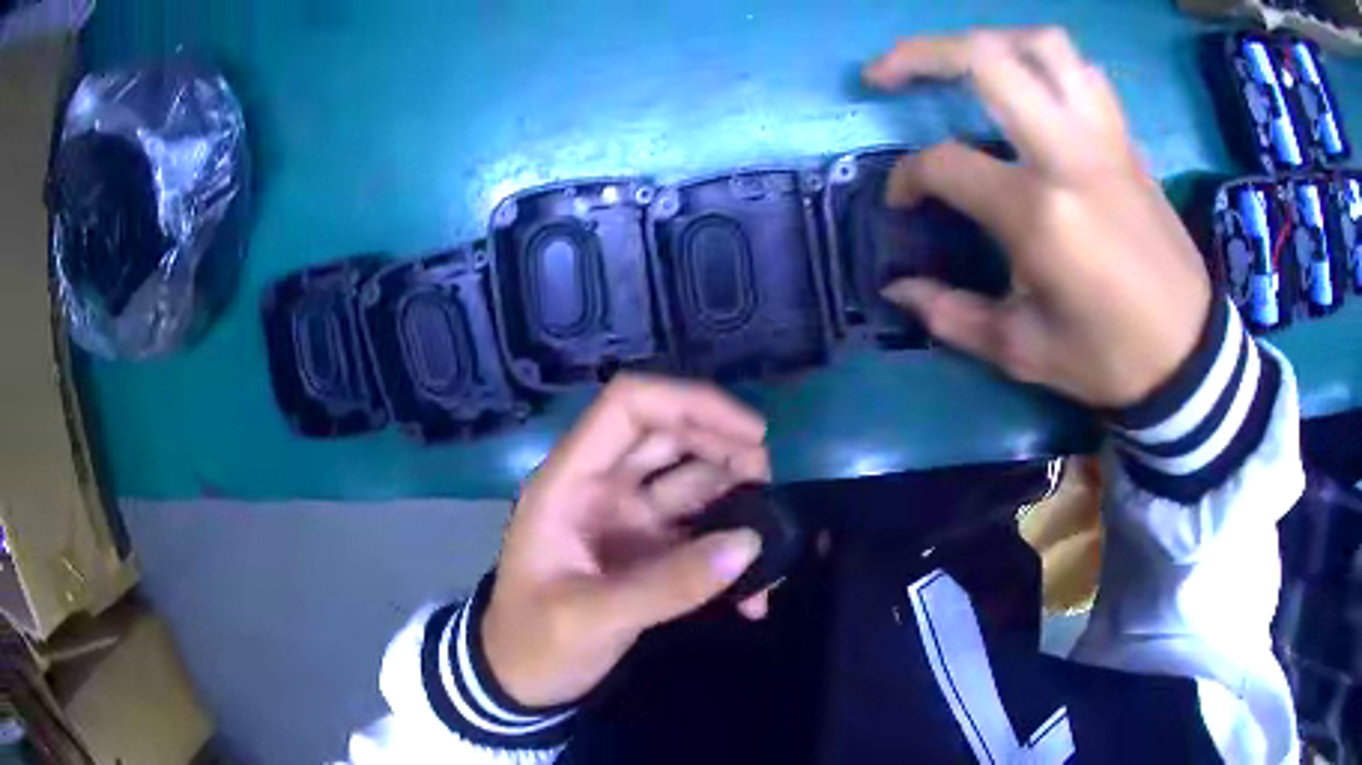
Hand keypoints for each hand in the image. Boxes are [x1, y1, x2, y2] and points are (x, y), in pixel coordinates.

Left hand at [482, 375, 771, 707]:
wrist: (519, 684)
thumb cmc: (535, 644)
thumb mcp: (592, 618)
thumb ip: (669, 585)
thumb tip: (749, 545)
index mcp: (569, 483)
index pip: (628, 407)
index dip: (691, 404)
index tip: (754, 434)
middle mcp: (600, 488)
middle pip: (670, 436)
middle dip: (727, 451)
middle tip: (775, 489)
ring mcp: (626, 519)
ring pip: (692, 482)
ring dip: (737, 501)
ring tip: (777, 541)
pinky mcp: (646, 552)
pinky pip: (699, 534)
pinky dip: (729, 554)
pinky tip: (754, 596)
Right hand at [866, 29, 1211, 407]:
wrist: (1190, 354)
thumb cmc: (1110, 359)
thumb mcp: (1025, 352)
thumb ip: (953, 315)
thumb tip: (897, 289)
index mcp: (1040, 215)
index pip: (947, 164)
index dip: (908, 177)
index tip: (902, 202)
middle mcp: (1069, 156)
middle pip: (986, 60)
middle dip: (921, 54)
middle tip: (888, 74)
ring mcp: (1104, 140)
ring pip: (1043, 46)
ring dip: (990, 42)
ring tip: (963, 64)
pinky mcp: (1127, 142)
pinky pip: (1084, 73)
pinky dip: (1047, 64)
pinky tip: (1031, 87)